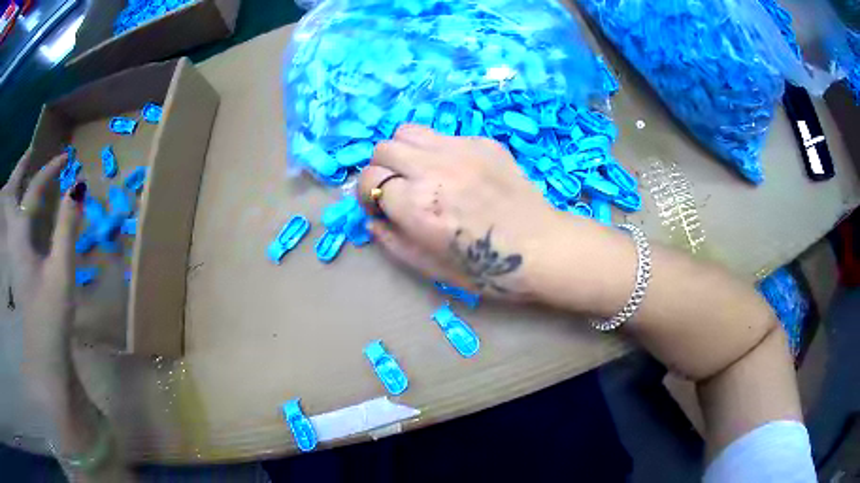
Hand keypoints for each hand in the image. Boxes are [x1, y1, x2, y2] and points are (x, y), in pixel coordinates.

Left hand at [1, 150, 83, 390]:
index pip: (32, 193)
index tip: (66, 159)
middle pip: (11, 198)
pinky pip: (17, 228)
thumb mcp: (61, 271)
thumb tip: (78, 186)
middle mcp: (14, 242)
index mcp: (20, 239)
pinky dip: (21, 211)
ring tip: (28, 176)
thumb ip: (67, 228)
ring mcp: (15, 257)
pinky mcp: (20, 269)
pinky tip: (30, 215)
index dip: (48, 172)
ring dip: (19, 190)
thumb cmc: (51, 315)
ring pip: (12, 213)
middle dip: (19, 173)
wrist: (45, 356)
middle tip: (30, 155)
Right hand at [357, 125, 588, 300]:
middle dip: (383, 170)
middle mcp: (432, 168)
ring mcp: (460, 150)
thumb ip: (393, 242)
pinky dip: (436, 149)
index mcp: (417, 205)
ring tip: (420, 172)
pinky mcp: (483, 143)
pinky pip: (443, 135)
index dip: (369, 195)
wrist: (542, 248)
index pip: (369, 180)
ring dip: (404, 151)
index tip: (381, 207)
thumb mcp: (431, 268)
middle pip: (384, 149)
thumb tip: (373, 219)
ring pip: (408, 131)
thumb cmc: (488, 269)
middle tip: (398, 189)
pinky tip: (455, 171)